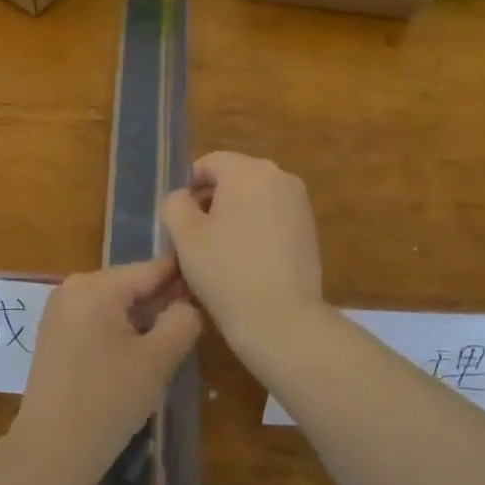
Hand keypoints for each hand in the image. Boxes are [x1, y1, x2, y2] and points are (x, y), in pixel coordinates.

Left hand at [11, 256, 201, 484]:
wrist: (51, 451)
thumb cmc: (108, 401)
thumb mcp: (157, 359)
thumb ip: (182, 321)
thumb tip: (188, 303)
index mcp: (95, 286)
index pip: (151, 268)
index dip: (184, 276)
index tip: (213, 284)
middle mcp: (72, 288)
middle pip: (132, 285)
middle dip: (163, 301)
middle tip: (198, 323)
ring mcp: (60, 312)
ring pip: (116, 305)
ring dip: (144, 320)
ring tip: (175, 341)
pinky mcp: (56, 336)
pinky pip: (98, 321)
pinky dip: (122, 332)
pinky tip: (140, 357)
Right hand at [159, 152, 325, 347]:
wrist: (282, 320)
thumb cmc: (226, 271)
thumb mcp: (184, 235)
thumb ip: (175, 203)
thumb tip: (184, 198)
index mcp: (249, 170)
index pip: (209, 163)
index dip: (187, 188)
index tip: (178, 221)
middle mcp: (280, 177)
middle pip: (233, 179)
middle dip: (210, 202)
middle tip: (193, 239)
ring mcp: (299, 204)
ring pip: (252, 200)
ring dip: (231, 218)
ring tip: (217, 254)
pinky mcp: (309, 230)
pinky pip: (271, 218)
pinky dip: (253, 231)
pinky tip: (243, 263)